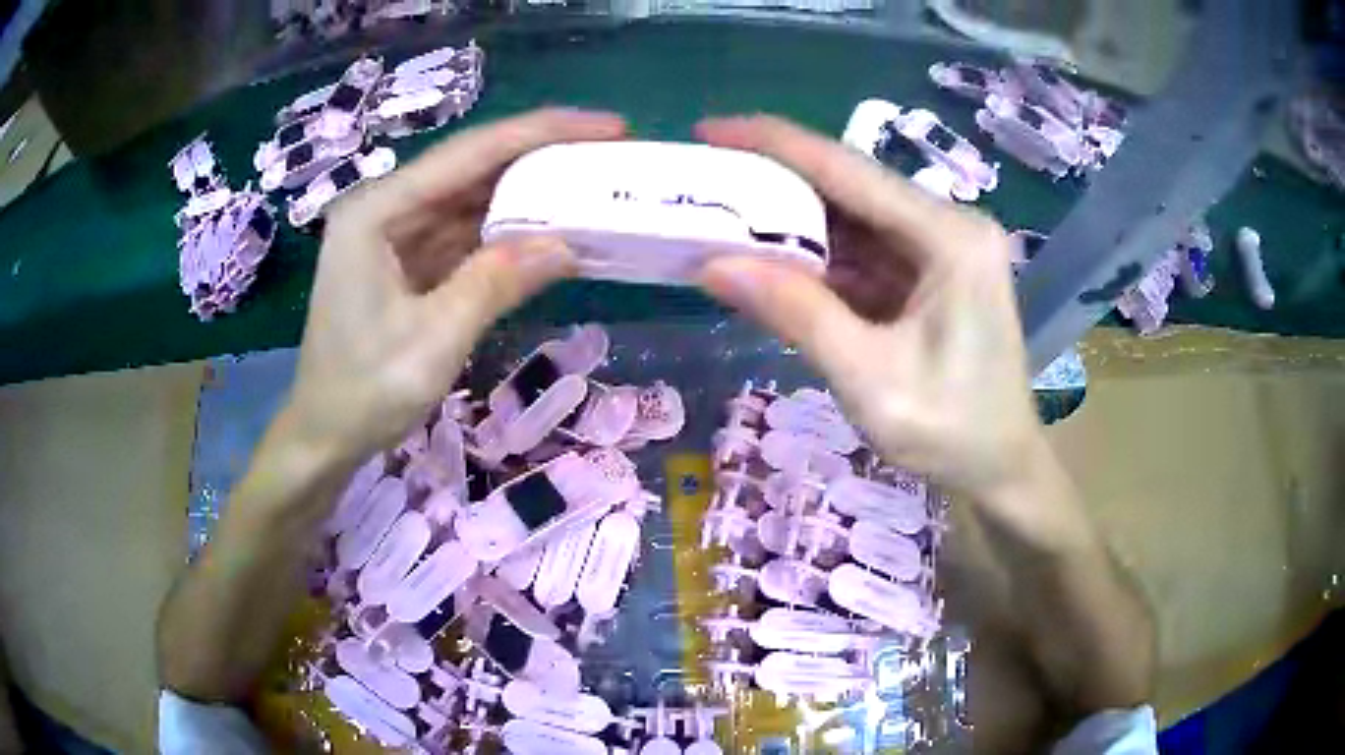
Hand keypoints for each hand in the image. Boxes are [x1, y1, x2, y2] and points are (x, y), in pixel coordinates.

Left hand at [281, 109, 626, 468]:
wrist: (324, 437)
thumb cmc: (363, 392)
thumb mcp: (434, 339)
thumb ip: (497, 282)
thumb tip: (567, 245)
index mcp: (377, 211)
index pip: (470, 153)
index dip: (542, 133)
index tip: (608, 126)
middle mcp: (385, 208)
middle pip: (472, 168)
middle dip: (540, 158)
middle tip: (608, 154)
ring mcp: (394, 235)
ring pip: (471, 200)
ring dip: (527, 196)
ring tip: (589, 186)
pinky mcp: (406, 262)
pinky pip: (464, 235)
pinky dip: (506, 234)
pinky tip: (546, 231)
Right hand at [696, 115, 1042, 499]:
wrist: (1001, 470)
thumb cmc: (952, 433)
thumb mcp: (869, 379)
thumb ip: (795, 314)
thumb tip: (712, 264)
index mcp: (950, 238)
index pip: (848, 169)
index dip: (774, 143)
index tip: (709, 129)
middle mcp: (949, 226)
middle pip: (849, 187)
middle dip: (775, 183)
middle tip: (705, 182)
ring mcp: (941, 248)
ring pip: (852, 218)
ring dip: (791, 223)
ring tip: (722, 219)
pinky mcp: (930, 274)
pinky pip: (863, 252)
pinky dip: (817, 258)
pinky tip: (771, 261)